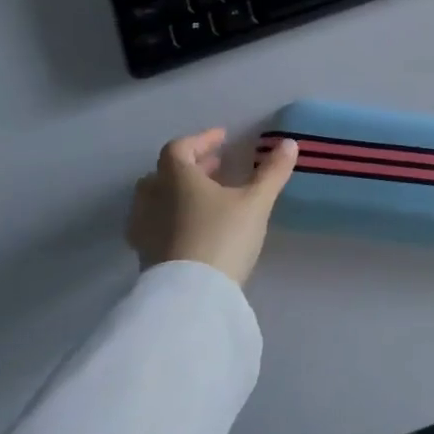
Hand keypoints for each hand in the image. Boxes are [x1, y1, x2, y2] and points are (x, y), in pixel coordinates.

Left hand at [127, 129, 298, 286]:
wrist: (191, 296)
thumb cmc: (223, 236)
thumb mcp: (256, 202)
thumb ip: (272, 172)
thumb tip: (289, 143)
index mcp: (176, 178)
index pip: (179, 148)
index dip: (201, 140)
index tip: (223, 138)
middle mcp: (153, 198)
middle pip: (163, 173)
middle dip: (190, 166)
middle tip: (216, 168)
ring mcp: (144, 228)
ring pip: (155, 199)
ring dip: (178, 192)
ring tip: (206, 198)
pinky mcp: (144, 255)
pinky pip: (154, 224)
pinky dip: (172, 217)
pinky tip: (193, 228)